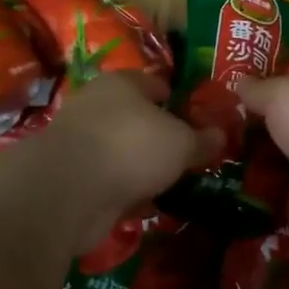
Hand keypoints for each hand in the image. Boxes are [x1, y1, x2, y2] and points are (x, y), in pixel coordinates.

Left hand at [39, 72, 213, 252]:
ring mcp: (80, 142)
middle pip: (135, 117)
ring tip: (169, 182)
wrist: (67, 191)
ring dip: (140, 166)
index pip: (154, 83)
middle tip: (186, 154)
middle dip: (158, 135)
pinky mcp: (71, 177)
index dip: (176, 99)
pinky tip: (144, 204)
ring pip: (121, 150)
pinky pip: (108, 180)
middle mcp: (96, 106)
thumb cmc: (131, 147)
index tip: (196, 118)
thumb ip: (202, 140)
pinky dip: (124, 190)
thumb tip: (221, 135)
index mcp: (121, 83)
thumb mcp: (181, 143)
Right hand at [237, 73, 288, 245]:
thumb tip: (240, 81)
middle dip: (272, 135)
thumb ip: (259, 90)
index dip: (276, 92)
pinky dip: (282, 207)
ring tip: (233, 173)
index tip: (242, 101)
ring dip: (276, 171)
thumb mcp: (280, 94)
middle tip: (229, 140)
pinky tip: (253, 205)